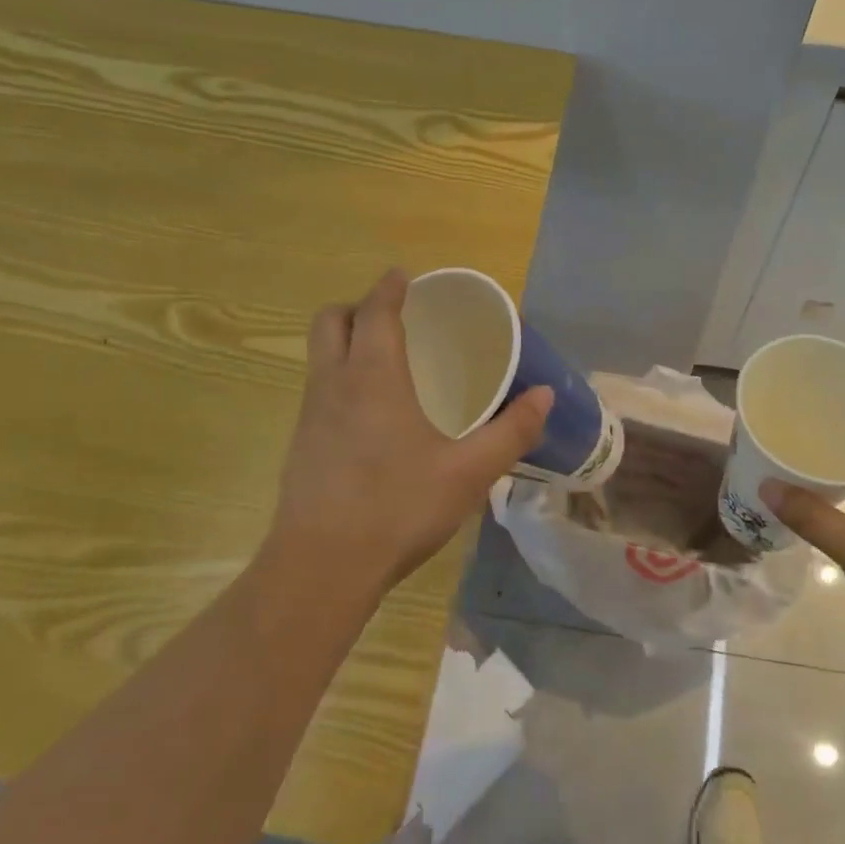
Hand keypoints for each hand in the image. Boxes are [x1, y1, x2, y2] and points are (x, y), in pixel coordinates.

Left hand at [266, 268, 552, 602]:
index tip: (405, 276)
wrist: (323, 566)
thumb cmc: (399, 507)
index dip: (389, 287)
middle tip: (395, 318)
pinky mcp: (300, 445)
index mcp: (373, 377)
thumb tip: (545, 396)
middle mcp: (333, 384)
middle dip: (359, 307)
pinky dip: (340, 378)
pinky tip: (370, 415)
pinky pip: (318, 389)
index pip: (375, 310)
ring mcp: (309, 415)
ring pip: (319, 355)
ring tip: (387, 361)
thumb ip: (511, 432)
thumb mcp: (469, 472)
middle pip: (331, 321)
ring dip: (346, 342)